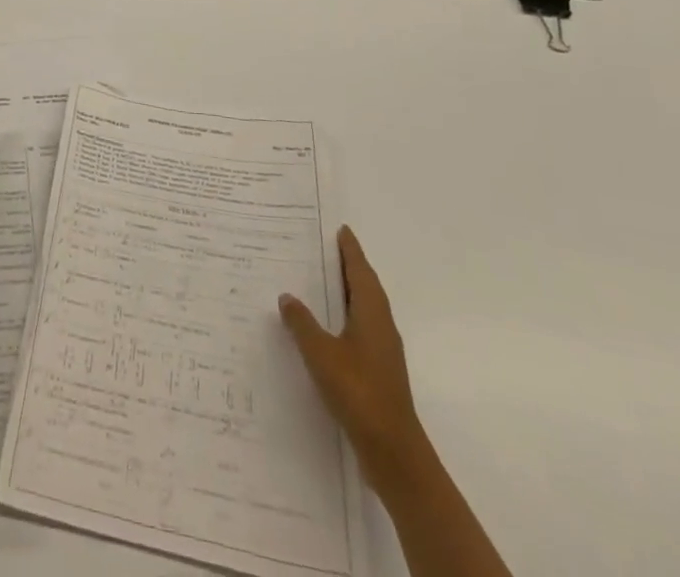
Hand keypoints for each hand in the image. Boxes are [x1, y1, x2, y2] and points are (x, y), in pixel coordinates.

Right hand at [279, 226, 428, 484]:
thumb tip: (287, 296)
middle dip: (349, 266)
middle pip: (366, 286)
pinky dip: (346, 314)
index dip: (350, 250)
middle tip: (327, 247)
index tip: (342, 230)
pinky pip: (361, 327)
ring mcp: (383, 350)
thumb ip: (302, 322)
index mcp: (372, 313)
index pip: (360, 271)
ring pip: (365, 308)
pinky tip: (328, 324)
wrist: (392, 450)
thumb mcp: (320, 353)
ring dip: (348, 291)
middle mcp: (381, 325)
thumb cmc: (357, 391)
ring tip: (323, 279)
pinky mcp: (379, 370)